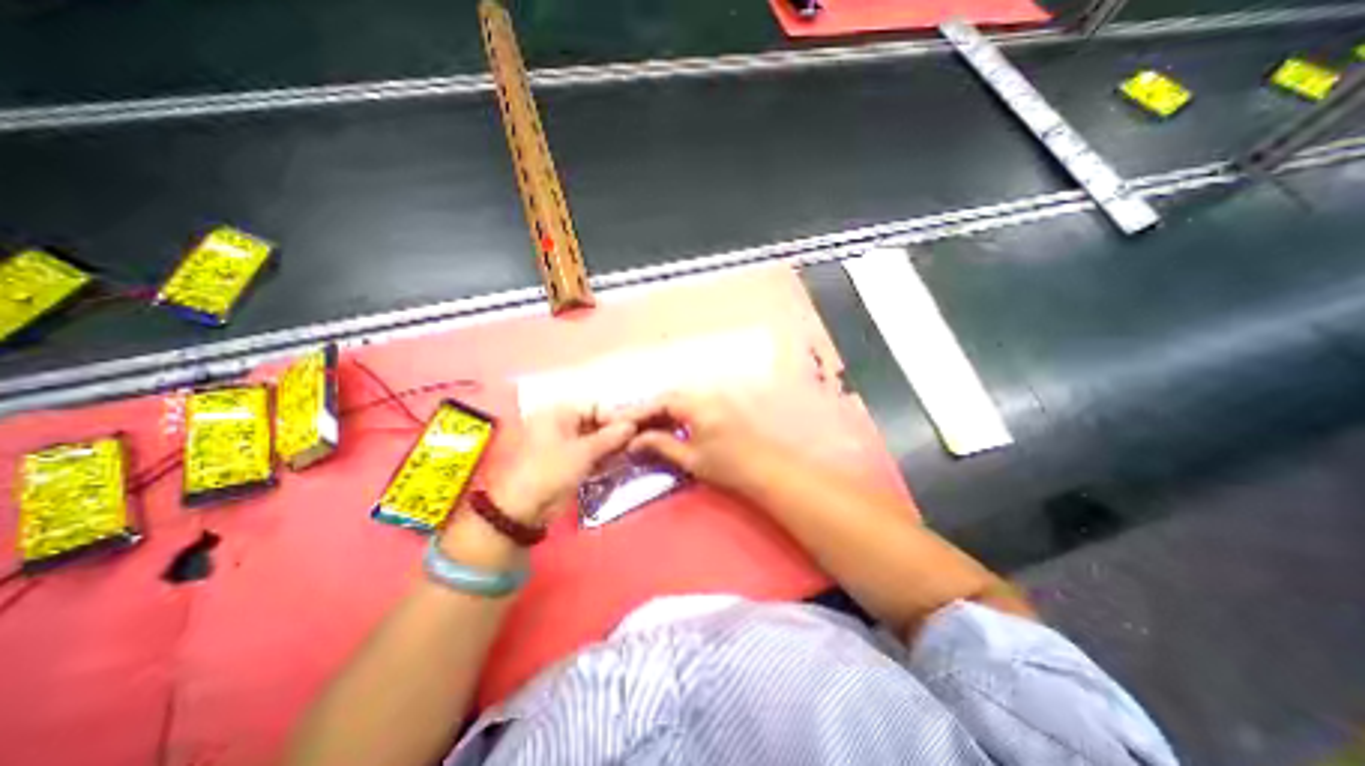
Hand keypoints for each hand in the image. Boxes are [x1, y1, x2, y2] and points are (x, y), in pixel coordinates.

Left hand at [482, 408, 635, 527]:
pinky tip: (619, 463)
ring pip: (594, 439)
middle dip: (614, 432)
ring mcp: (564, 443)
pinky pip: (590, 453)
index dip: (613, 417)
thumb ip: (610, 437)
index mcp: (558, 413)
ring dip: (611, 446)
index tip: (632, 429)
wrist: (525, 509)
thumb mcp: (584, 452)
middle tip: (634, 443)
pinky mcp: (567, 461)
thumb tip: (632, 425)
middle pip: (595, 422)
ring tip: (629, 453)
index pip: (594, 406)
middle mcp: (561, 424)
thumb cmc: (552, 471)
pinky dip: (603, 457)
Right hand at [613, 393, 782, 492]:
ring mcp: (714, 402)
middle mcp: (704, 397)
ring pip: (679, 403)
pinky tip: (666, 429)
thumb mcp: (690, 458)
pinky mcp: (720, 410)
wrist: (766, 469)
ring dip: (660, 414)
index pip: (660, 403)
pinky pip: (690, 408)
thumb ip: (661, 444)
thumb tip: (634, 440)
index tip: (618, 422)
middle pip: (669, 399)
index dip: (637, 412)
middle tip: (628, 426)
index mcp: (696, 406)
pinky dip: (675, 416)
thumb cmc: (727, 466)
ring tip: (642, 429)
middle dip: (647, 411)